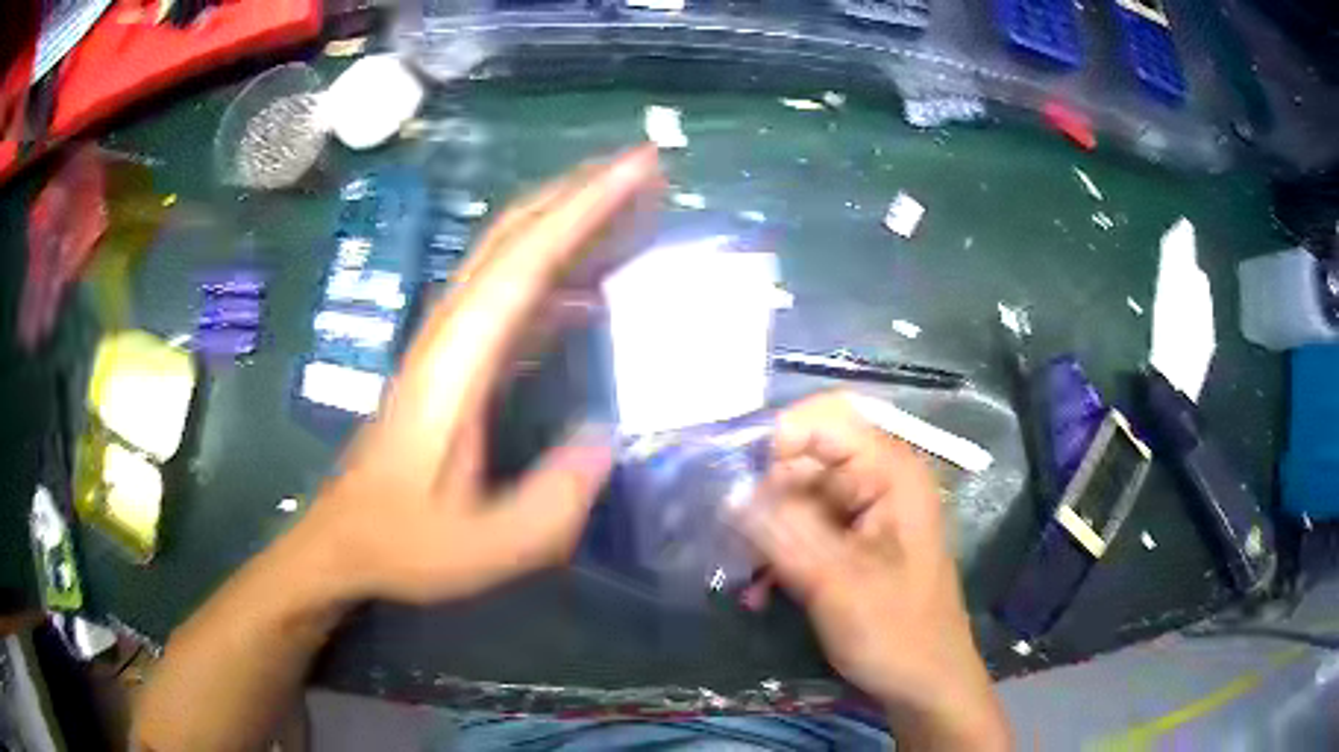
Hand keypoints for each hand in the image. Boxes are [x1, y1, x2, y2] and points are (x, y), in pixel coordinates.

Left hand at [293, 145, 661, 603]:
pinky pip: (511, 299)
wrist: (342, 542)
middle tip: (645, 167)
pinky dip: (556, 276)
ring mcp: (450, 345)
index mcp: (455, 364)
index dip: (584, 209)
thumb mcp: (482, 547)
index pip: (525, 261)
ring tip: (631, 208)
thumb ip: (550, 504)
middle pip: (513, 235)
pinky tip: (595, 290)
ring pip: (510, 257)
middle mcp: (450, 334)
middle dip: (580, 191)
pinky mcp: (455, 364)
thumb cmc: (401, 543)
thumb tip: (608, 440)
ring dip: (569, 222)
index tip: (638, 167)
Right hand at [739, 392, 1008, 749]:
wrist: (924, 683)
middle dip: (765, 497)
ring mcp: (865, 513)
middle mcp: (879, 481)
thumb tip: (732, 492)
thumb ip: (785, 531)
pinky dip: (779, 554)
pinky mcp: (852, 542)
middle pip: (807, 459)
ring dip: (767, 533)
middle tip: (731, 539)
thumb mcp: (837, 582)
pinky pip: (804, 529)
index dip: (779, 437)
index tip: (735, 480)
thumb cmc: (896, 632)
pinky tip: (760, 592)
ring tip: (744, 575)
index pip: (828, 418)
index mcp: (891, 474)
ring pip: (798, 498)